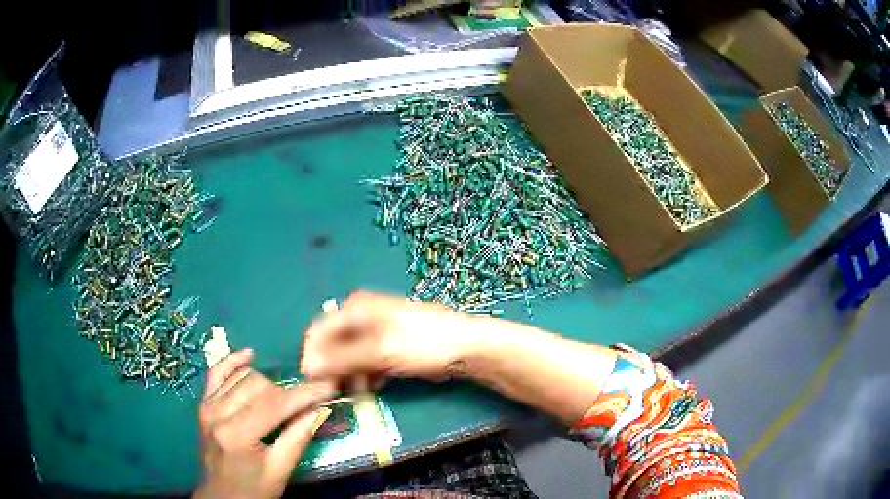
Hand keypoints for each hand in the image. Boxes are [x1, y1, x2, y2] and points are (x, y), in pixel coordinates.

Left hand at [195, 349, 334, 498]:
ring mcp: (208, 406)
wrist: (221, 498)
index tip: (329, 385)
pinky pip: (217, 374)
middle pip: (259, 386)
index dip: (304, 394)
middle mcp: (218, 413)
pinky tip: (248, 356)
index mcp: (237, 434)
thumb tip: (320, 409)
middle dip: (287, 393)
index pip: (274, 404)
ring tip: (285, 396)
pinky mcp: (204, 405)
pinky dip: (232, 363)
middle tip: (308, 401)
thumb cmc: (252, 490)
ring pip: (243, 377)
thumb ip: (297, 438)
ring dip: (267, 384)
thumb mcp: (279, 471)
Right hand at [300, 292, 479, 382]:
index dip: (313, 356)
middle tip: (334, 393)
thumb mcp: (378, 352)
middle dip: (333, 368)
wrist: (465, 348)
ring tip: (357, 393)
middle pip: (334, 344)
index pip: (320, 330)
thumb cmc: (422, 343)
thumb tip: (307, 368)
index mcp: (356, 308)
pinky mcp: (389, 346)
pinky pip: (367, 362)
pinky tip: (374, 386)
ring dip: (350, 375)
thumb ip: (341, 359)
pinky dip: (367, 375)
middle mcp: (363, 316)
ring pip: (351, 356)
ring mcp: (377, 331)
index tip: (312, 382)